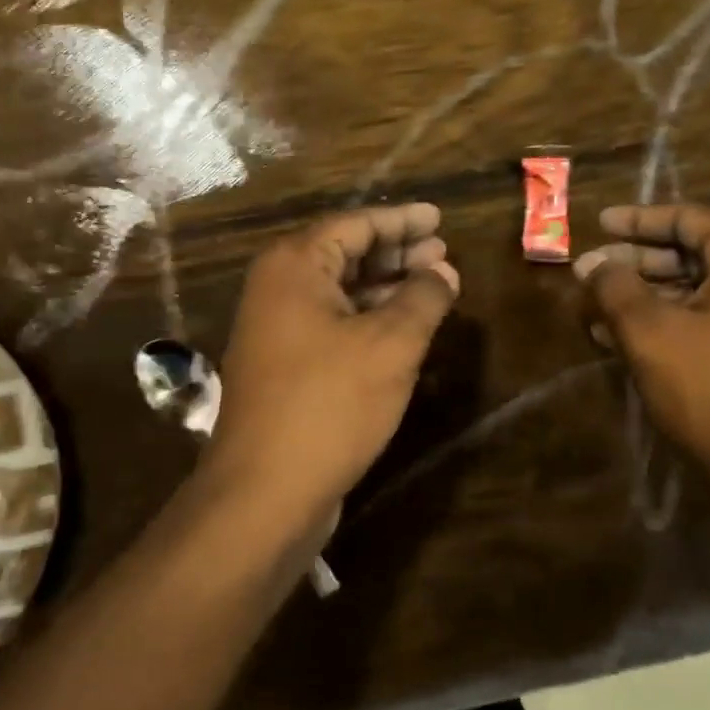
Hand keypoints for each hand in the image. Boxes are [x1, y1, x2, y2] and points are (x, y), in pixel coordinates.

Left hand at [205, 204, 459, 525]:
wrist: (265, 492)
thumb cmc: (330, 404)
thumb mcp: (391, 345)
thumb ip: (423, 298)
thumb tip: (444, 271)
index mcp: (294, 266)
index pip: (355, 224)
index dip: (402, 220)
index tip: (439, 216)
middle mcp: (279, 288)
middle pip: (345, 254)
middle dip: (397, 252)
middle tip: (443, 251)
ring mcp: (277, 330)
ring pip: (341, 292)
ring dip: (387, 287)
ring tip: (435, 285)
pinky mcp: (286, 367)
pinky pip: (334, 325)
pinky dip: (370, 320)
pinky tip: (405, 328)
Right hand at [574, 204, 709, 487]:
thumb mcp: (651, 331)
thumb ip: (616, 287)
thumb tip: (593, 264)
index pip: (690, 219)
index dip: (638, 220)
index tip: (598, 225)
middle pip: (693, 254)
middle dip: (636, 263)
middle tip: (591, 273)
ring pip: (696, 293)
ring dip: (645, 298)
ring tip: (595, 311)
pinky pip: (708, 323)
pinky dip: (666, 324)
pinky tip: (621, 341)